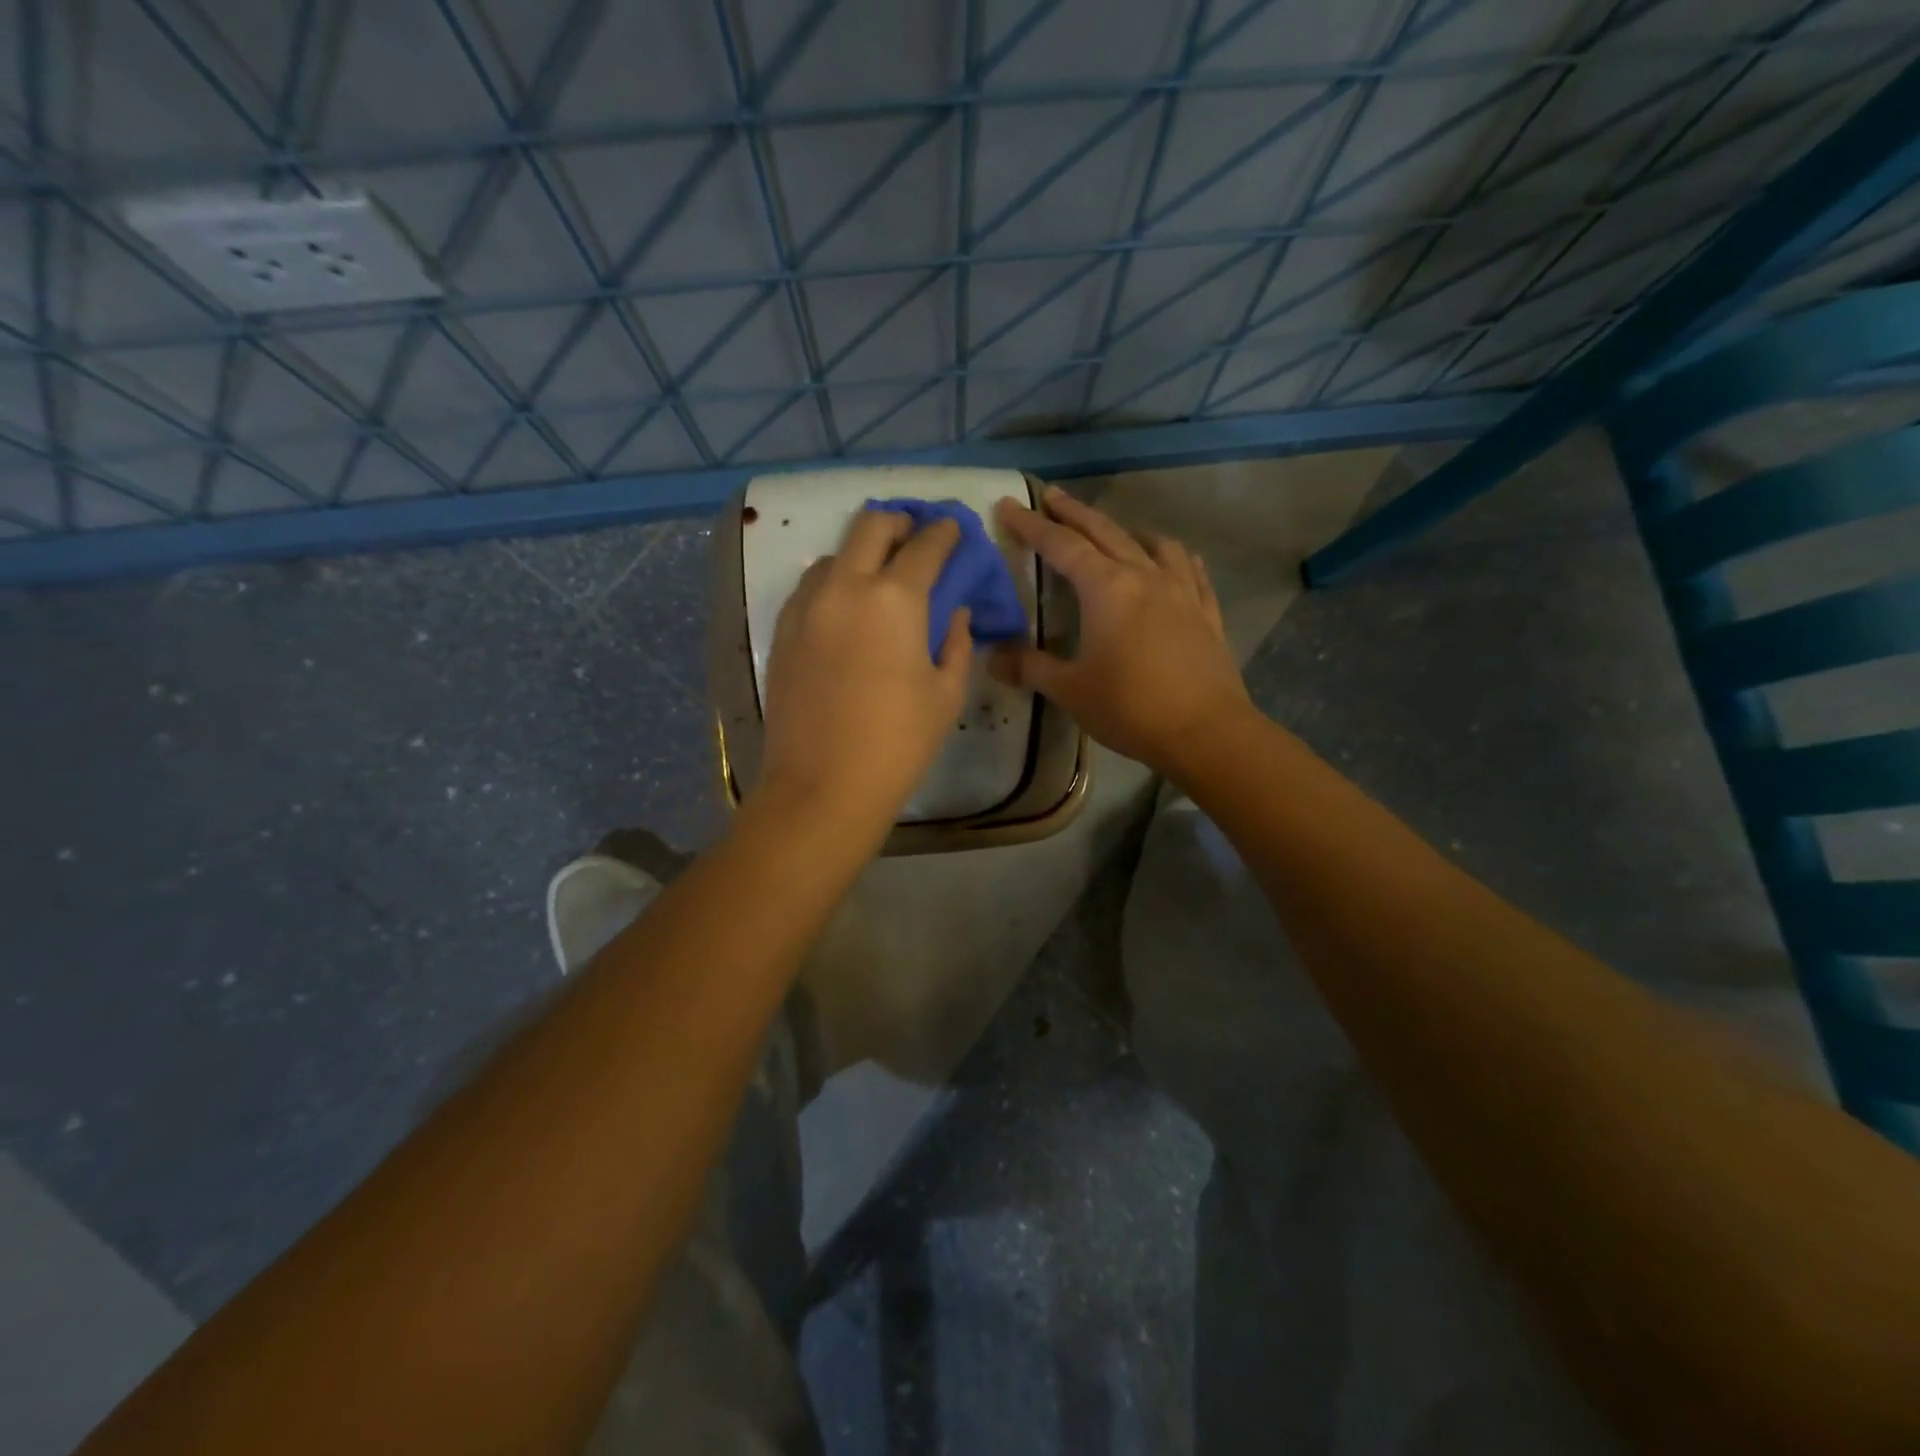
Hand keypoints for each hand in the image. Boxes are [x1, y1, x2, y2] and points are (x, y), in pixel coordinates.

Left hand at [757, 509, 972, 834]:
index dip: (945, 533)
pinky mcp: (784, 630)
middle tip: (916, 539)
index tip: (953, 531)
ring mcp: (808, 606)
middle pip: (871, 525)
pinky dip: (834, 583)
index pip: (926, 544)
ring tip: (878, 579)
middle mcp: (846, 586)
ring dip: (862, 553)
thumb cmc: (898, 743)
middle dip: (900, 523)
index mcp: (896, 598)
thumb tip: (955, 613)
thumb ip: (957, 642)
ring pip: (835, 554)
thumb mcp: (946, 693)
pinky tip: (846, 611)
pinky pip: (811, 587)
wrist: (823, 785)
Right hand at [991, 487, 1250, 777]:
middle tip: (1052, 495)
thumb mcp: (1070, 690)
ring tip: (1114, 531)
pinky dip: (1175, 558)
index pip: (1061, 546)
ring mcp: (1182, 591)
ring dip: (1127, 531)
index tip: (1008, 506)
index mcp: (1107, 588)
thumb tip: (991, 657)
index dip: (1031, 525)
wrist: (1206, 732)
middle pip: (1105, 532)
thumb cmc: (1130, 708)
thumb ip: (1030, 668)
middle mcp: (1145, 577)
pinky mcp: (1206, 613)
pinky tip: (1174, 560)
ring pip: (1153, 545)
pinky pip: (1191, 571)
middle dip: (1074, 512)